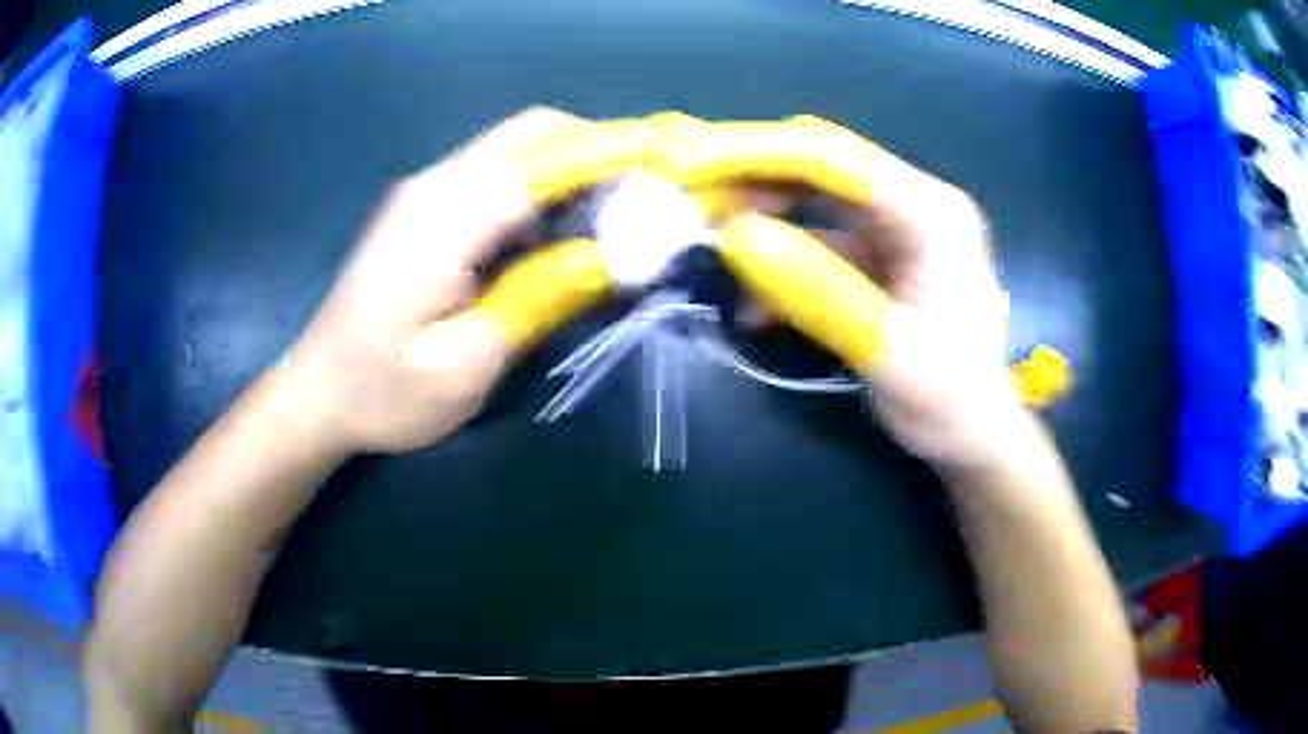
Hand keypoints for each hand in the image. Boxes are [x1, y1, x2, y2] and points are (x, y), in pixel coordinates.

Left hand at [275, 108, 639, 453]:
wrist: (317, 393)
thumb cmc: (384, 392)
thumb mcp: (467, 363)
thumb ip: (539, 298)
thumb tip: (611, 255)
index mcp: (444, 217)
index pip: (544, 158)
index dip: (612, 155)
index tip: (670, 166)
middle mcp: (435, 184)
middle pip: (531, 133)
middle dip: (596, 152)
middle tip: (644, 197)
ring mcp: (426, 192)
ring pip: (516, 150)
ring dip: (571, 170)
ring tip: (614, 218)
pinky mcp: (424, 209)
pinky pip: (495, 176)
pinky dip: (540, 190)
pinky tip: (556, 235)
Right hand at [675, 117, 1021, 470]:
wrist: (975, 436)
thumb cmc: (950, 400)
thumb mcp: (888, 351)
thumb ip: (817, 291)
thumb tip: (734, 237)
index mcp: (930, 211)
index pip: (832, 157)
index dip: (754, 154)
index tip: (686, 166)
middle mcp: (913, 201)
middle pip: (818, 163)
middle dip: (747, 174)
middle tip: (684, 196)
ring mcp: (896, 226)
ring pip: (811, 197)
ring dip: (758, 216)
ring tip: (707, 246)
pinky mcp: (879, 253)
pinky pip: (817, 240)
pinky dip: (780, 262)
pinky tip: (751, 303)